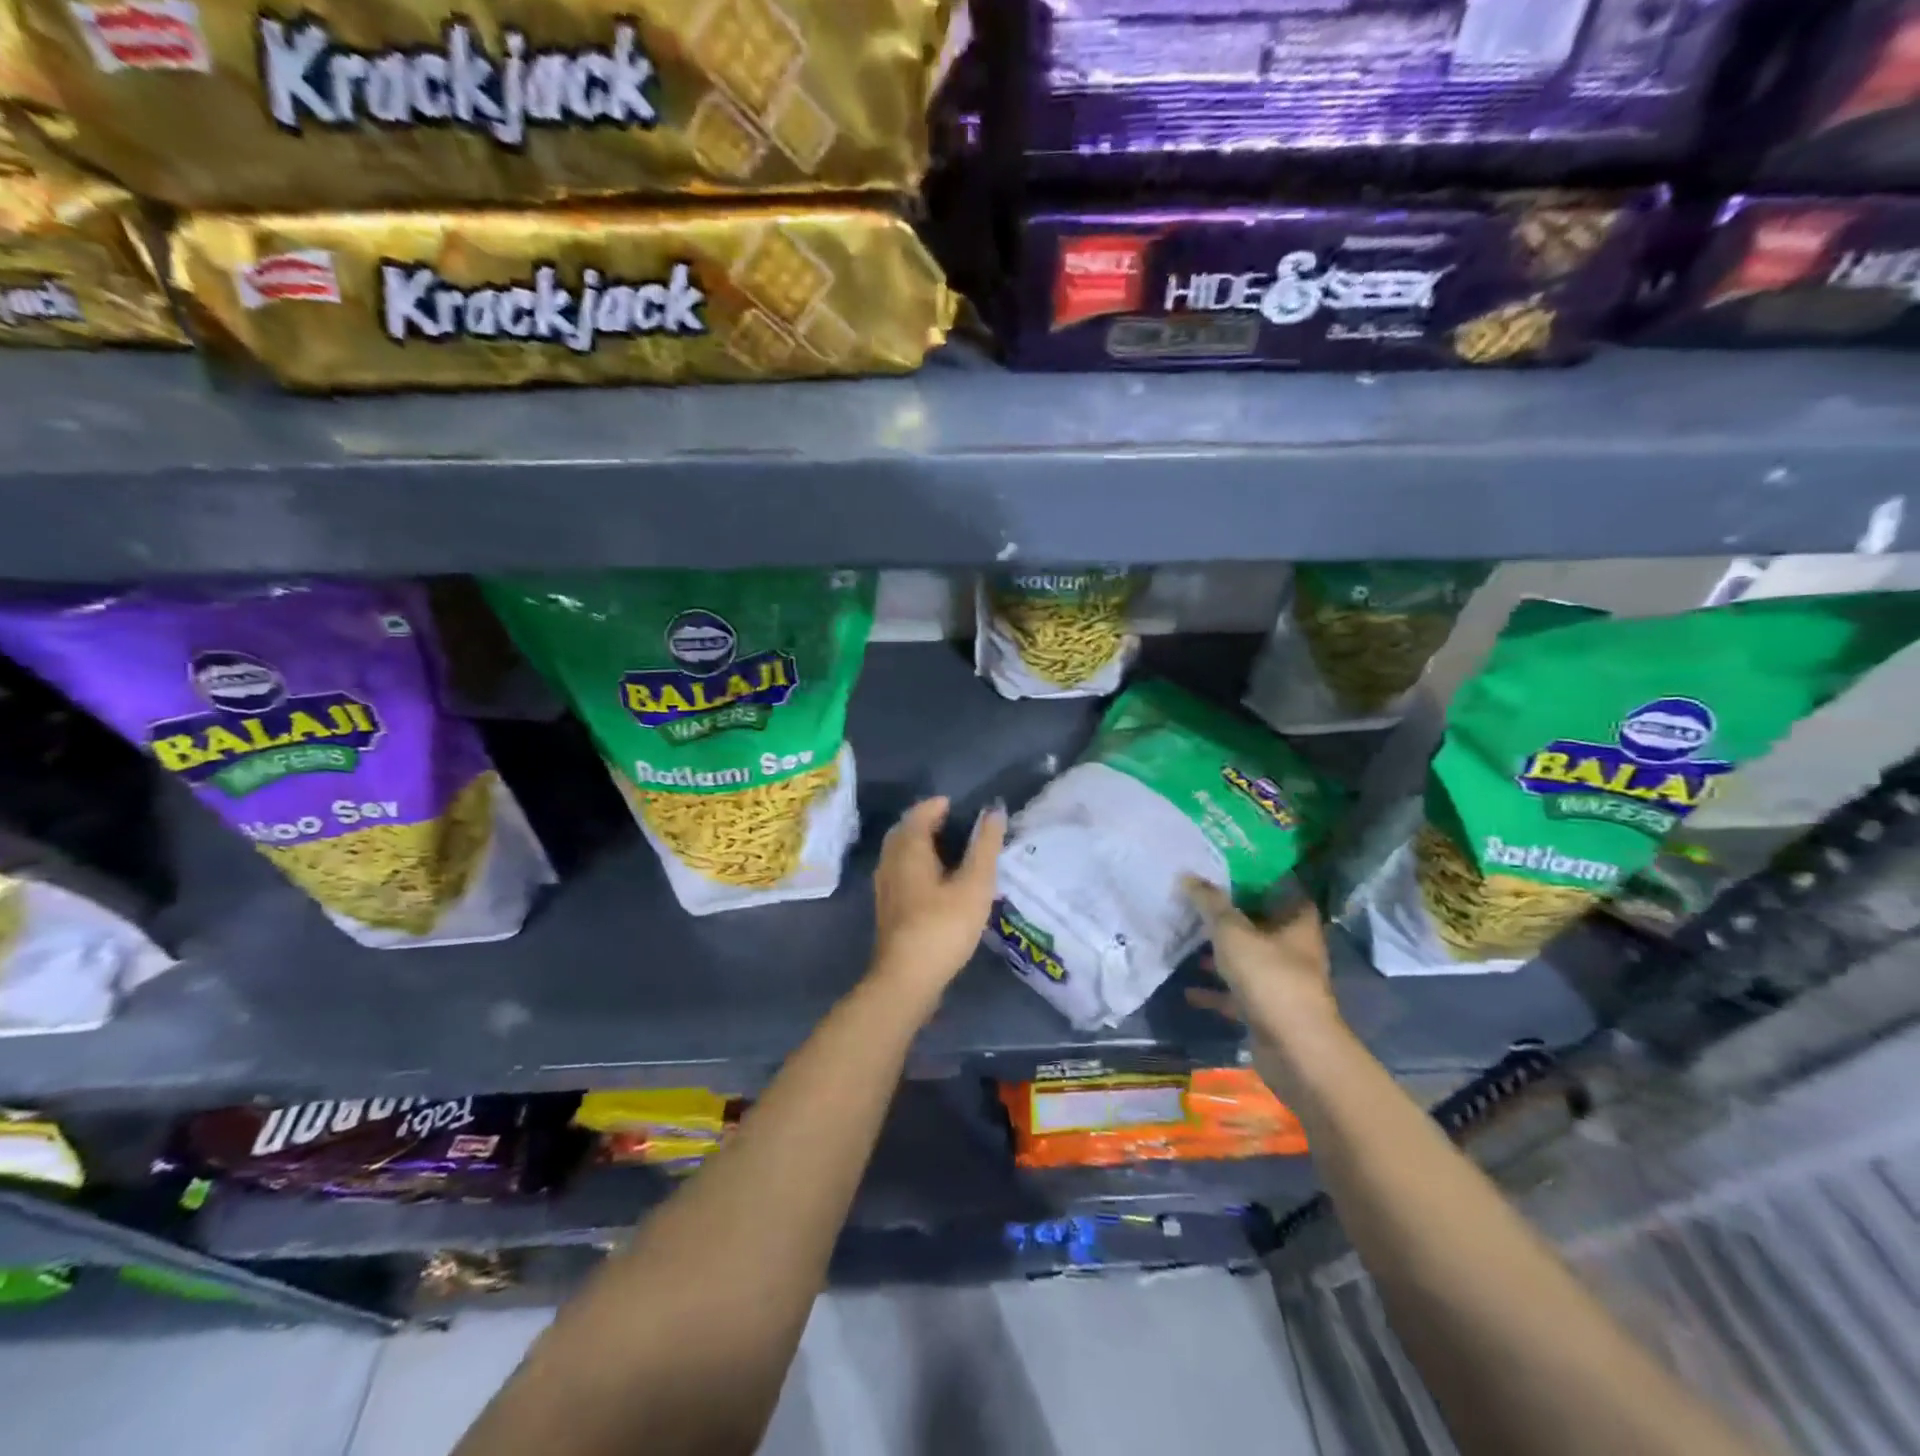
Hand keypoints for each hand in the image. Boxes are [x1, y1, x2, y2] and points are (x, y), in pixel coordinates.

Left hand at [870, 797, 1006, 1003]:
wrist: (906, 980)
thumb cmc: (943, 927)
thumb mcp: (974, 885)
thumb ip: (985, 846)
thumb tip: (994, 811)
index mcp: (908, 849)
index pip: (919, 814)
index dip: (938, 806)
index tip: (959, 806)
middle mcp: (890, 862)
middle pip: (905, 831)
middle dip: (926, 822)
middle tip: (954, 824)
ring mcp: (885, 887)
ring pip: (899, 853)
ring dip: (920, 844)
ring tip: (949, 850)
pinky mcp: (887, 909)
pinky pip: (900, 872)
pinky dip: (916, 865)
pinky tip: (936, 882)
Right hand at [1181, 878, 1342, 1095]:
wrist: (1295, 1050)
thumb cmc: (1270, 978)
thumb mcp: (1232, 932)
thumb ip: (1210, 904)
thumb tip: (1188, 875)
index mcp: (1297, 924)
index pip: (1284, 890)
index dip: (1259, 878)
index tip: (1228, 868)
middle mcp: (1295, 950)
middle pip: (1262, 925)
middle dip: (1232, 916)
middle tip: (1198, 901)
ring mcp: (1282, 983)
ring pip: (1248, 960)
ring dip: (1221, 954)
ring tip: (1187, 941)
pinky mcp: (1268, 1011)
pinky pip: (1237, 995)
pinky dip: (1216, 992)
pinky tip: (1188, 990)